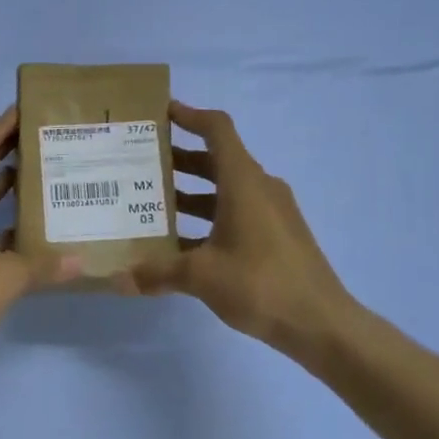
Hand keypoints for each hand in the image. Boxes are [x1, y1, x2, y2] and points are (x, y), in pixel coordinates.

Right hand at [114, 101, 356, 357]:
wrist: (321, 324)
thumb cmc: (260, 284)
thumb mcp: (201, 276)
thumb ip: (157, 273)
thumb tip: (117, 279)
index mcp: (243, 182)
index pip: (217, 129)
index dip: (189, 115)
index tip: (159, 114)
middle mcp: (259, 188)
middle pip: (216, 158)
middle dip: (179, 158)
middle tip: (141, 163)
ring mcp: (272, 212)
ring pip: (225, 188)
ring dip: (191, 191)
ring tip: (152, 201)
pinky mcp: (276, 236)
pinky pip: (236, 213)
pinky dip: (208, 217)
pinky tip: (181, 242)